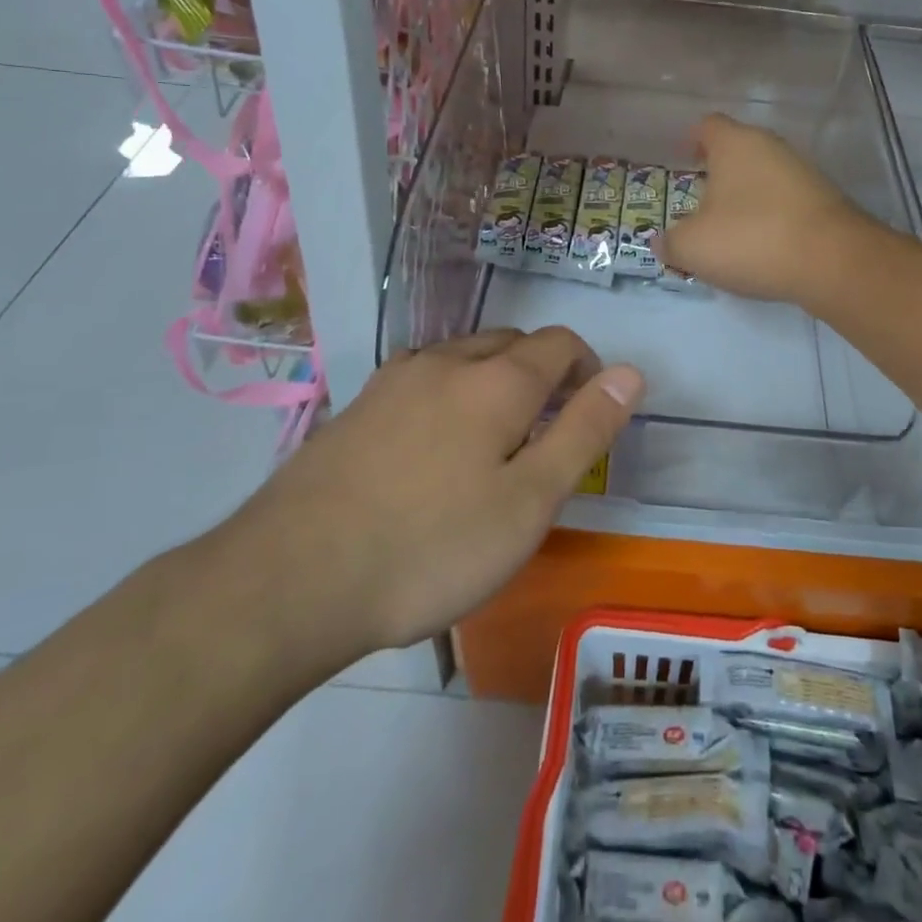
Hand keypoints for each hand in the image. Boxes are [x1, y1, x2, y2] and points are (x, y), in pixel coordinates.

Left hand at [219, 328, 642, 680]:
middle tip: (546, 438)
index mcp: (497, 380)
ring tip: (493, 445)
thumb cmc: (431, 546)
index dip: (588, 369)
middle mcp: (446, 361)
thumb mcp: (529, 502)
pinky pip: (423, 380)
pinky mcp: (357, 406)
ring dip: (494, 382)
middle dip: (542, 374)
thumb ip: (585, 432)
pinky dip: (449, 396)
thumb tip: (631, 372)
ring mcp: (394, 379)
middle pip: (512, 343)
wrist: (291, 577)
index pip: (561, 343)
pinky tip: (432, 450)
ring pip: (464, 358)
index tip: (591, 416)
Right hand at [657, 113, 882, 303]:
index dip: (691, 139)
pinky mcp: (825, 200)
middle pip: (738, 150)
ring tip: (729, 229)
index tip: (682, 159)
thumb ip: (671, 242)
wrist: (834, 262)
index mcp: (735, 143)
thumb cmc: (752, 239)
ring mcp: (803, 172)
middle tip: (699, 201)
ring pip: (763, 176)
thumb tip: (662, 242)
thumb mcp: (694, 247)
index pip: (708, 125)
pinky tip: (762, 245)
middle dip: (718, 173)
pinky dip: (770, 216)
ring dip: (745, 196)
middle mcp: (771, 147)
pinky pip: (785, 200)